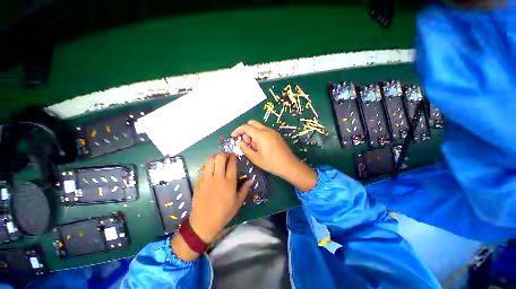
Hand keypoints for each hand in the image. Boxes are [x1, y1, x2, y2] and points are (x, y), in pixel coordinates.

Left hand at [189, 153, 252, 243]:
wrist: (204, 223)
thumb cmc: (224, 213)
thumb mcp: (238, 202)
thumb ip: (245, 189)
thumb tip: (251, 179)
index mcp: (229, 181)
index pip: (231, 163)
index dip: (233, 156)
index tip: (234, 155)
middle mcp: (218, 177)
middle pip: (220, 158)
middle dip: (224, 154)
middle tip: (227, 157)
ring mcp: (207, 178)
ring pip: (210, 160)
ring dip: (215, 157)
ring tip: (218, 161)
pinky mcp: (199, 181)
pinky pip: (203, 168)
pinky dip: (208, 164)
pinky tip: (211, 169)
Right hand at [231, 120, 316, 191]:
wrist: (289, 165)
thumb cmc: (271, 163)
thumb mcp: (255, 158)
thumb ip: (245, 148)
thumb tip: (239, 142)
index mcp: (261, 135)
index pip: (245, 127)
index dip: (237, 130)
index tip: (233, 136)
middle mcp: (267, 130)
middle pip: (252, 123)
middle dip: (245, 130)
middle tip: (245, 142)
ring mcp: (273, 132)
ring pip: (258, 126)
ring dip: (252, 132)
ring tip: (253, 146)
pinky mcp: (276, 135)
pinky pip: (264, 130)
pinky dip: (259, 134)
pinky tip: (260, 145)